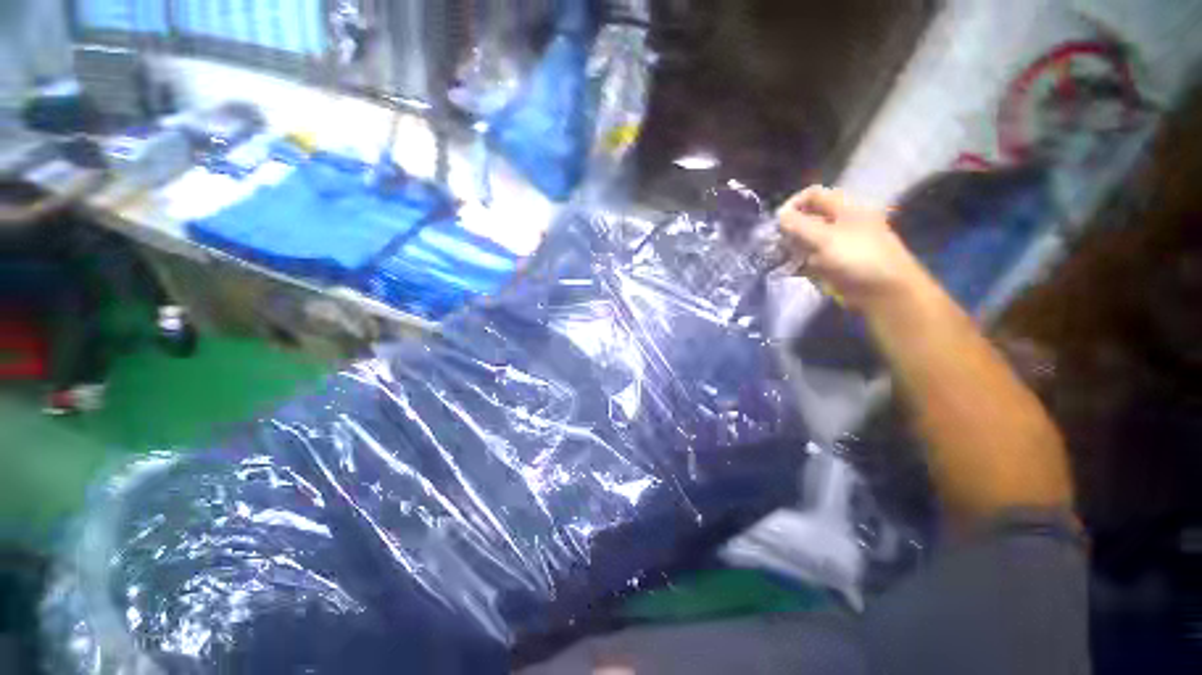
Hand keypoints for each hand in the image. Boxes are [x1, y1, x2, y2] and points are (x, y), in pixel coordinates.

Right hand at [777, 185, 926, 310]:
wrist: (883, 291)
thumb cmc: (856, 258)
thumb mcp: (824, 238)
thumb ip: (798, 225)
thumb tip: (780, 215)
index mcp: (845, 209)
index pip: (813, 196)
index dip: (793, 204)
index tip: (776, 221)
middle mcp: (842, 223)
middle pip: (809, 218)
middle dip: (790, 228)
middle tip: (775, 242)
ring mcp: (839, 244)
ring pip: (809, 240)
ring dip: (792, 247)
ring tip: (779, 257)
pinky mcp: (835, 264)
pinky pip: (812, 259)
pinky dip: (799, 263)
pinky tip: (789, 270)